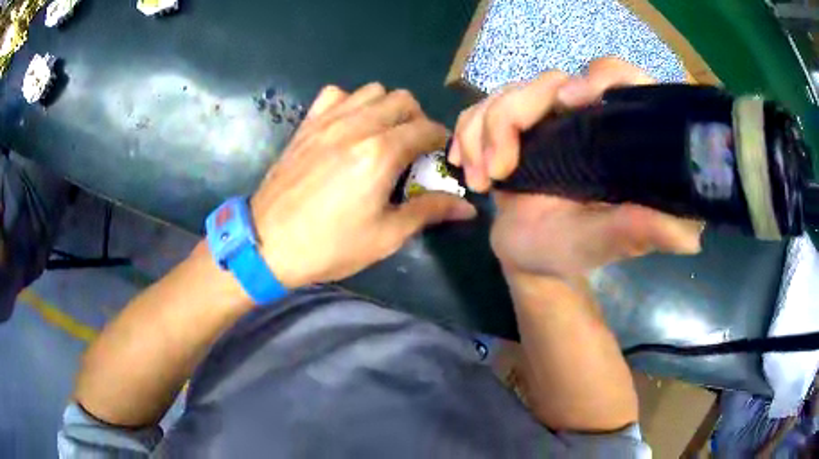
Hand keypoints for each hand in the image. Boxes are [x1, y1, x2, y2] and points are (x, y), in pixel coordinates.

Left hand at [250, 83, 476, 287]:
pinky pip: (335, 95)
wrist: (267, 244)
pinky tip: (347, 127)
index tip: (439, 156)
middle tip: (413, 147)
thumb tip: (468, 209)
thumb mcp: (385, 236)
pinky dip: (350, 103)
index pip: (426, 129)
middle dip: (417, 119)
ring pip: (371, 90)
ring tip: (383, 134)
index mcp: (380, 154)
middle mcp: (356, 126)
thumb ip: (429, 212)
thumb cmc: (329, 245)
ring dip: (386, 107)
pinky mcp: (306, 125)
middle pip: (402, 100)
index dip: (441, 140)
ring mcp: (327, 121)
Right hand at [450, 58, 703, 281]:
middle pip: (549, 81)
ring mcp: (548, 119)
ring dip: (483, 131)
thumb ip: (636, 232)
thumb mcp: (602, 243)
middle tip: (499, 170)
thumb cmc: (567, 252)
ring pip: (508, 92)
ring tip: (483, 181)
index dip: (601, 76)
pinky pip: (482, 107)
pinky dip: (467, 132)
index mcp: (620, 141)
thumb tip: (691, 236)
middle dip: (512, 118)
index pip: (625, 82)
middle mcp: (587, 120)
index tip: (568, 100)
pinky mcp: (516, 125)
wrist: (526, 256)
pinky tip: (467, 166)